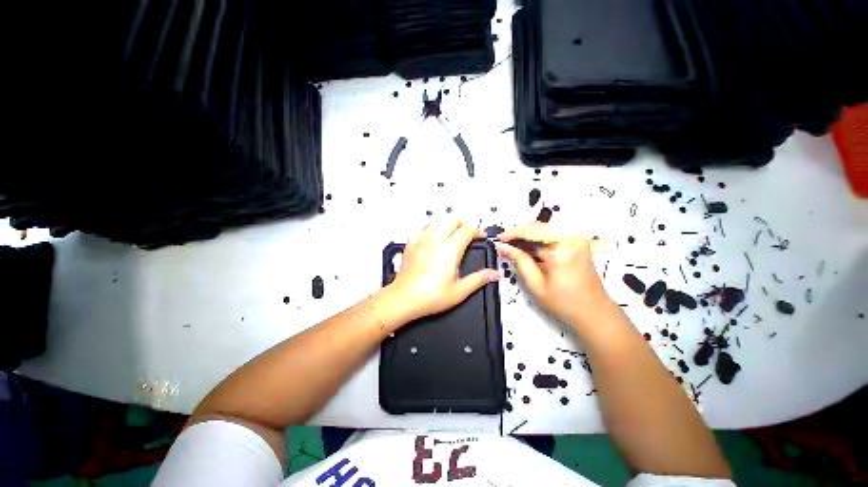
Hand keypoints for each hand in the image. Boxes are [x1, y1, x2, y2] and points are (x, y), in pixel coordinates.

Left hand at [388, 219, 500, 321]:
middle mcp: (436, 239)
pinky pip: (423, 228)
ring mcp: (422, 239)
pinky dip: (432, 228)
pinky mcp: (411, 243)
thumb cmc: (431, 296)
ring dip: (449, 225)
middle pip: (453, 220)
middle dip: (464, 224)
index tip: (482, 237)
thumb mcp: (460, 291)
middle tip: (469, 235)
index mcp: (450, 249)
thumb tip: (495, 274)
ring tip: (453, 235)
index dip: (477, 231)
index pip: (467, 230)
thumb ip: (479, 279)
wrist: (404, 299)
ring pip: (438, 221)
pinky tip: (433, 237)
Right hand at [497, 223, 615, 332]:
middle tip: (505, 242)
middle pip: (538, 226)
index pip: (531, 232)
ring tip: (514, 245)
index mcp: (561, 249)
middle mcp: (571, 238)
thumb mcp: (535, 283)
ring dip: (528, 234)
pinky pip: (553, 232)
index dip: (512, 234)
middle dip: (519, 233)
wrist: (593, 311)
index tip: (499, 238)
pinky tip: (529, 246)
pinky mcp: (577, 241)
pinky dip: (538, 237)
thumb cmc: (564, 302)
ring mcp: (577, 238)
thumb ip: (519, 260)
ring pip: (545, 228)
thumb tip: (503, 246)